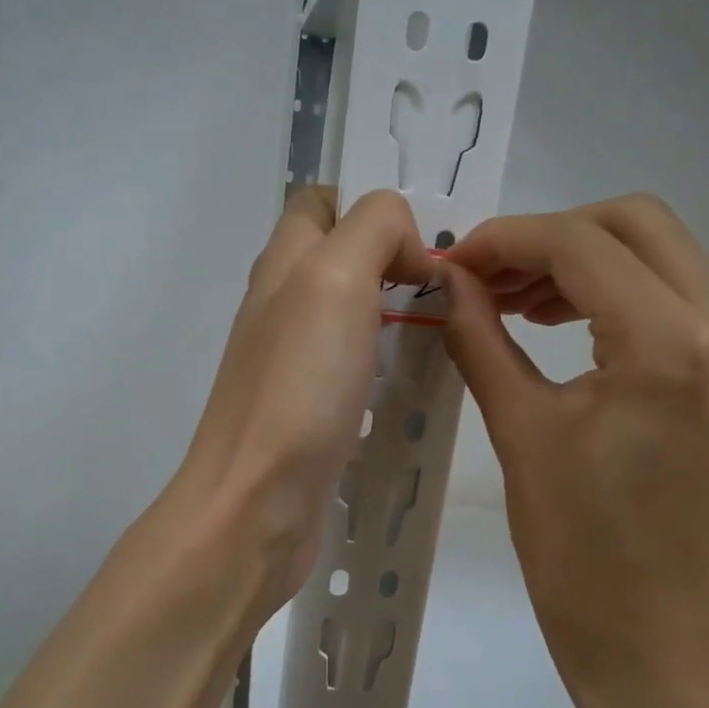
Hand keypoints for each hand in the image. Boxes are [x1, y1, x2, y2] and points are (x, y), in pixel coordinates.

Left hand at [168, 187, 435, 618]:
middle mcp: (283, 307)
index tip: (424, 235)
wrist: (255, 504)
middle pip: (342, 260)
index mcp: (283, 265)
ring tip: (452, 330)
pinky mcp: (311, 412)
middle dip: (398, 260)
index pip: (320, 202)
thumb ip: (373, 231)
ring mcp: (295, 364)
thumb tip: (407, 250)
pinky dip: (390, 366)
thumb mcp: (335, 279)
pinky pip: (358, 370)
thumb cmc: (297, 387)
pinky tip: (422, 384)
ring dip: (401, 314)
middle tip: (452, 287)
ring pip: (354, 316)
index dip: (372, 202)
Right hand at [440, 194, 708, 707]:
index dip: (507, 240)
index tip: (457, 263)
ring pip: (662, 252)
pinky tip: (567, 322)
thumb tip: (451, 281)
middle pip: (635, 223)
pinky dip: (620, 290)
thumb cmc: (577, 549)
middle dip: (552, 236)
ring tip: (518, 302)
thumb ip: (480, 336)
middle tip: (491, 279)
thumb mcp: (519, 430)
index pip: (581, 245)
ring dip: (586, 261)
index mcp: (671, 344)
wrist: (657, 636)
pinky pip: (679, 294)